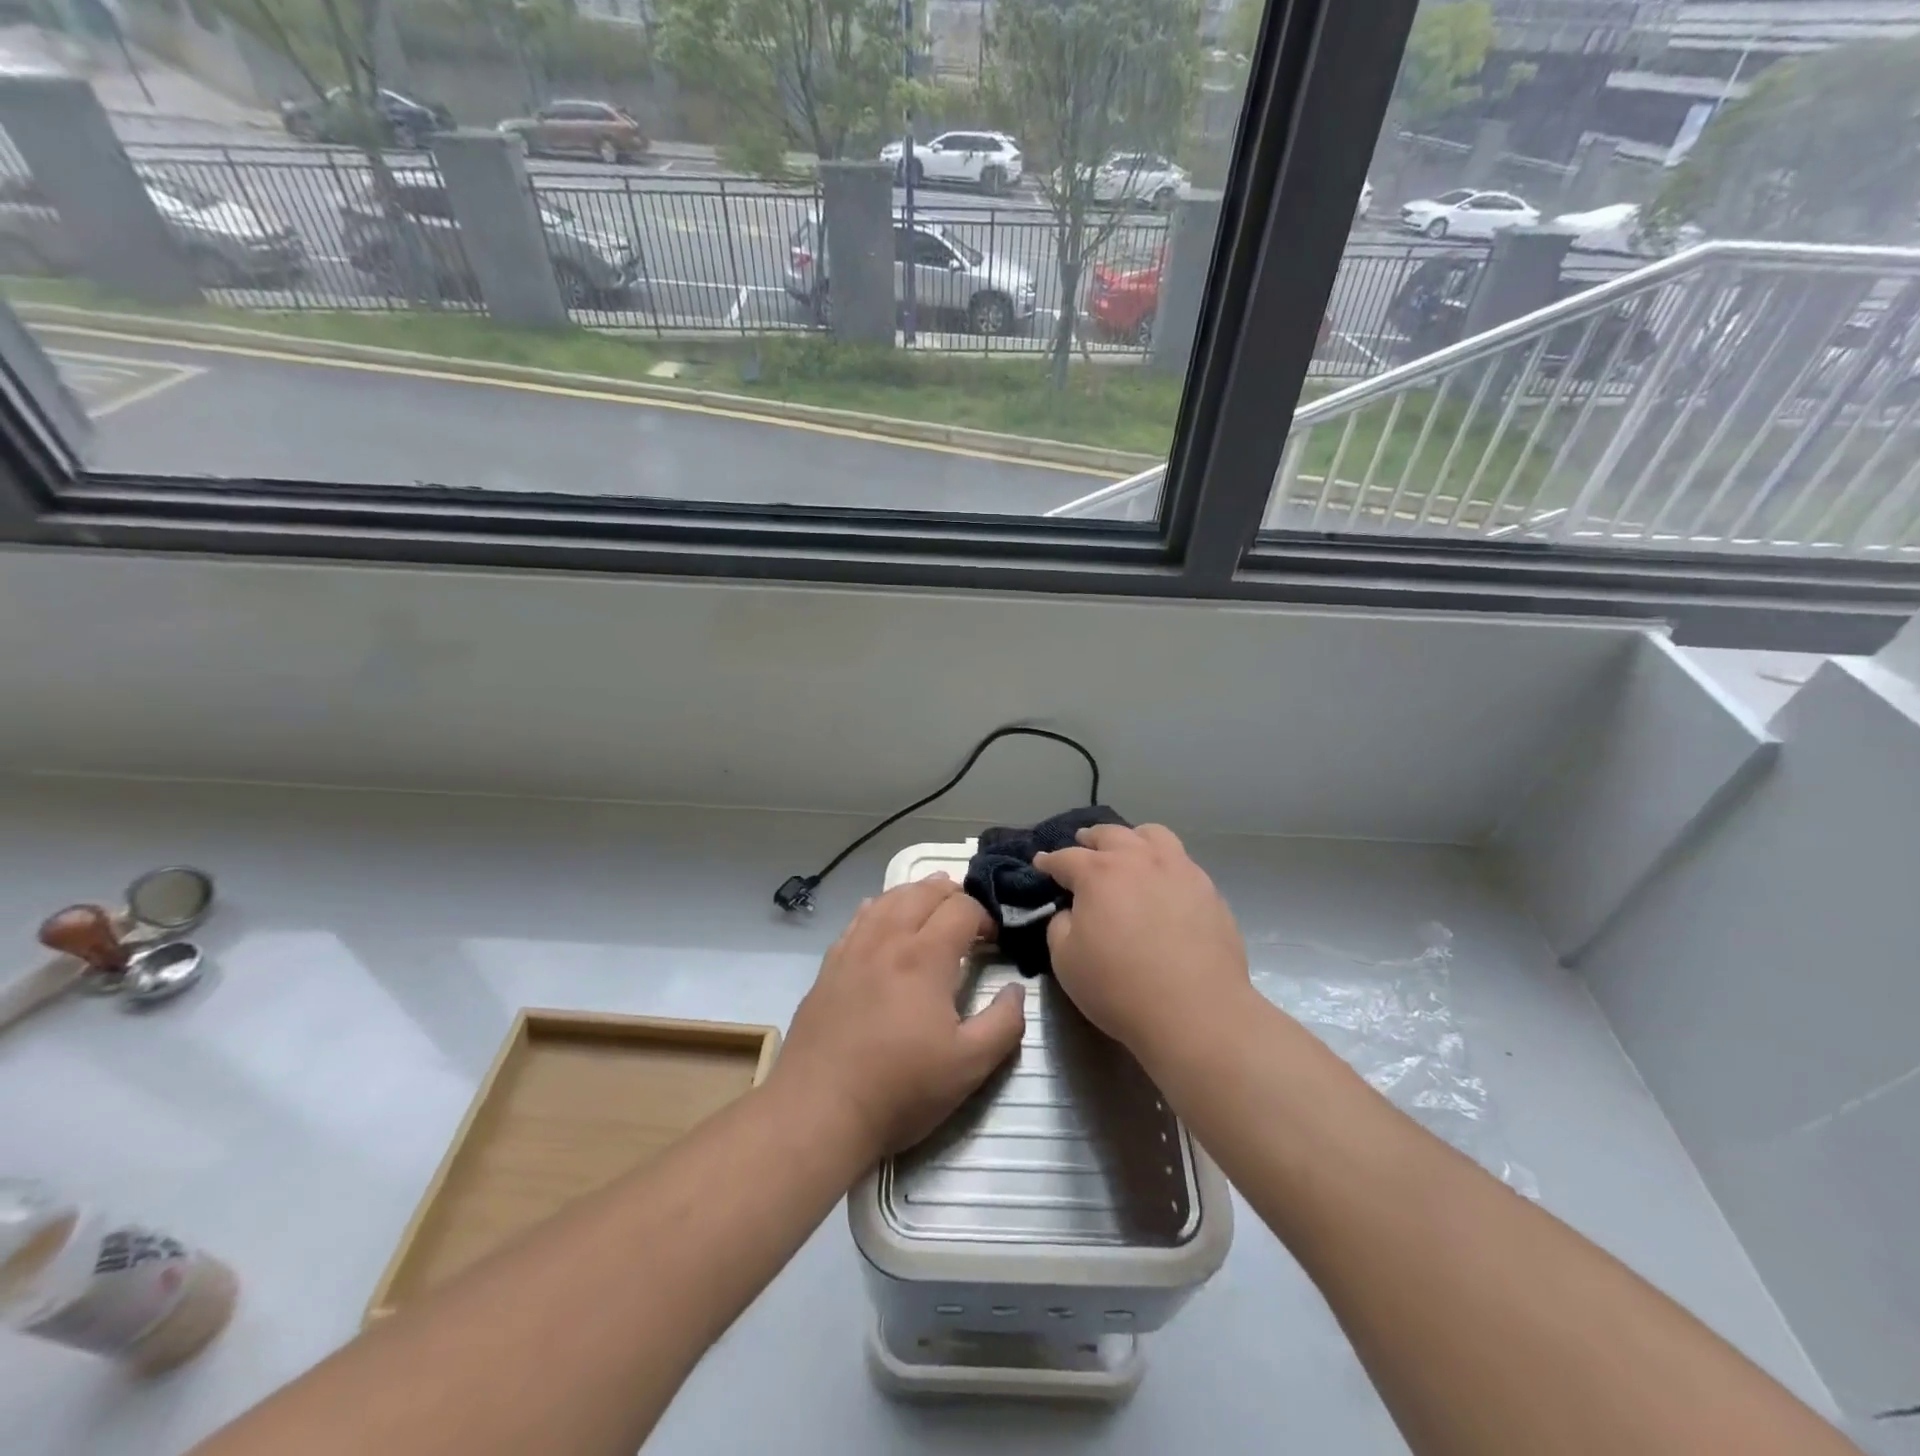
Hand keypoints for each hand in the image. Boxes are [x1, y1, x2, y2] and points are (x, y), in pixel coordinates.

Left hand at [772, 876, 1025, 1159]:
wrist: (818, 1110)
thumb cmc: (900, 1089)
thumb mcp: (970, 1066)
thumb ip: (1004, 1022)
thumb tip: (1016, 990)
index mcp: (925, 956)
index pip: (962, 908)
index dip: (985, 916)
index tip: (994, 941)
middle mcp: (888, 939)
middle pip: (923, 892)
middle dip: (953, 894)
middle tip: (968, 917)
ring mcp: (853, 949)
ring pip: (888, 898)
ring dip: (916, 894)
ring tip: (931, 904)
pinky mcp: (829, 966)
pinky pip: (858, 918)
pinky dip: (880, 907)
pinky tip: (883, 916)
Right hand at [1036, 823, 1250, 1061]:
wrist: (1196, 1012)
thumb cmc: (1120, 988)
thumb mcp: (1066, 960)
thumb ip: (1060, 926)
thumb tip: (1071, 912)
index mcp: (1098, 873)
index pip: (1065, 858)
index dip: (1049, 861)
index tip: (1041, 863)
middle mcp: (1138, 859)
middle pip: (1110, 834)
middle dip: (1090, 839)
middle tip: (1082, 846)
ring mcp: (1179, 870)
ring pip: (1153, 835)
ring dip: (1133, 839)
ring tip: (1128, 851)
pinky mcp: (1208, 890)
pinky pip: (1181, 862)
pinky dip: (1164, 863)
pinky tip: (1163, 883)